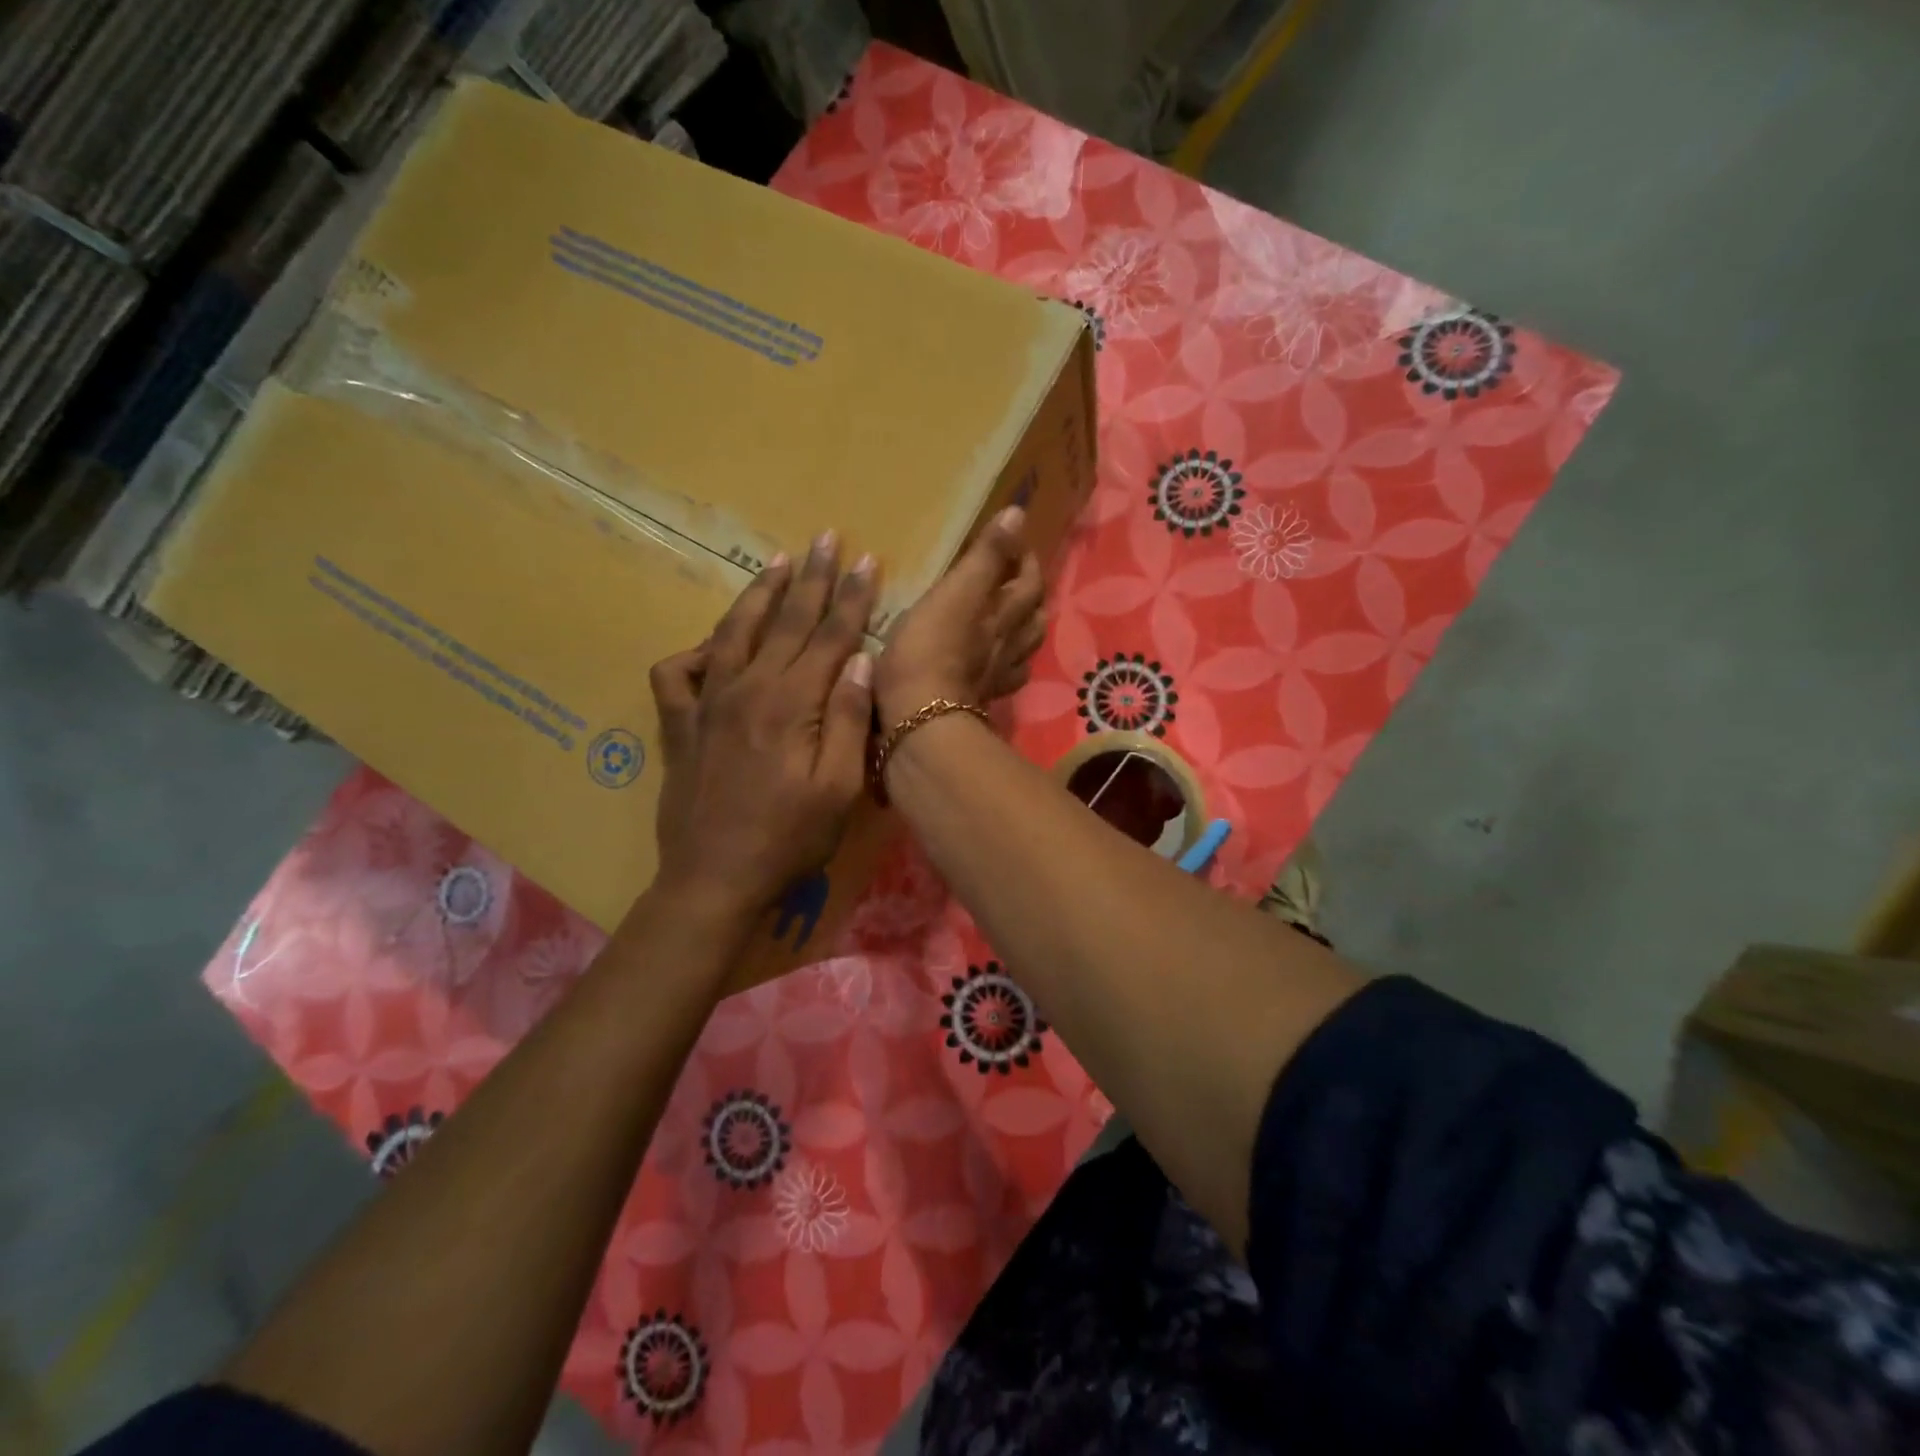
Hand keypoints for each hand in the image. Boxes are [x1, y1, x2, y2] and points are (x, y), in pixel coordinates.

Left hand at [648, 533, 876, 920]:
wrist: (715, 879)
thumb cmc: (790, 839)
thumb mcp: (840, 788)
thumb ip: (850, 720)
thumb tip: (859, 660)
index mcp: (792, 703)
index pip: (829, 635)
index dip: (850, 596)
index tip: (865, 560)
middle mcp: (747, 689)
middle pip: (785, 621)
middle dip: (810, 577)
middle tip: (825, 537)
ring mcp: (707, 704)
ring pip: (734, 632)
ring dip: (758, 594)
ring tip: (776, 562)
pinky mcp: (679, 725)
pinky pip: (677, 673)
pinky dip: (694, 651)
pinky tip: (712, 646)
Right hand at [875, 505, 1045, 724]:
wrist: (919, 721)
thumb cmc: (929, 651)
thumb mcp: (955, 593)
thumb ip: (985, 556)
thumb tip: (1018, 514)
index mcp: (1002, 616)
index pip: (1027, 582)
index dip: (1025, 560)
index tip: (1016, 542)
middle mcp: (1006, 646)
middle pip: (1031, 618)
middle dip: (1030, 595)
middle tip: (1018, 578)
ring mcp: (994, 677)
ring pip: (1022, 650)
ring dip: (1024, 630)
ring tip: (1013, 618)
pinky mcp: (975, 701)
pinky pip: (1001, 680)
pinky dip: (1005, 667)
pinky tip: (995, 666)